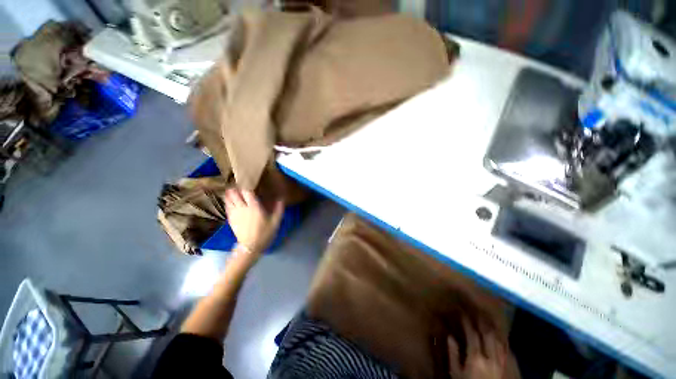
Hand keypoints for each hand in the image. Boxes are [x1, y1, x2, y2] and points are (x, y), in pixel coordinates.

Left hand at [224, 188, 284, 256]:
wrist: (250, 247)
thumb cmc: (264, 233)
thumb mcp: (275, 222)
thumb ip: (279, 209)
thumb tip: (281, 199)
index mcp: (254, 207)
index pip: (247, 192)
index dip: (246, 184)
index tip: (247, 179)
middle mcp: (242, 208)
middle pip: (235, 194)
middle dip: (235, 187)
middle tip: (237, 182)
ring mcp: (235, 213)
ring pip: (229, 199)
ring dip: (229, 193)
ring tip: (231, 188)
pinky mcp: (231, 219)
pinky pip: (227, 207)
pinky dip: (227, 201)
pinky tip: (229, 200)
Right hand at [448, 317, 506, 378]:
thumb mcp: (456, 373)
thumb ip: (453, 355)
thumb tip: (450, 337)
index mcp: (476, 357)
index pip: (472, 334)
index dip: (467, 323)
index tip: (462, 314)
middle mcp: (490, 357)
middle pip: (488, 334)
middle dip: (482, 322)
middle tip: (476, 313)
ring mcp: (501, 362)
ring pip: (498, 340)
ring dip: (492, 329)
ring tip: (487, 321)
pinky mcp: (507, 366)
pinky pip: (506, 350)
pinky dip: (502, 340)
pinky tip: (498, 336)